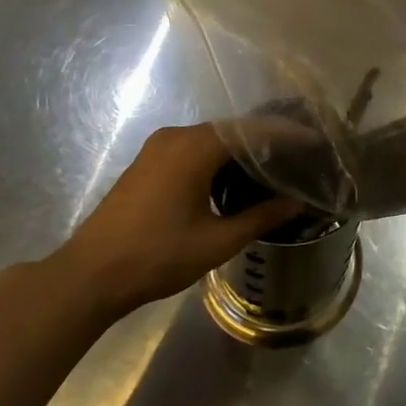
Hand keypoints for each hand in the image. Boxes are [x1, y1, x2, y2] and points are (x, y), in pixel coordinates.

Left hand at [52, 124, 300, 316]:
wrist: (89, 276)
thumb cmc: (156, 256)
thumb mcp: (217, 241)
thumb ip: (261, 216)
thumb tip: (297, 201)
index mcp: (195, 148)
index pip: (253, 130)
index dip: (288, 134)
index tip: (316, 141)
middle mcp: (177, 137)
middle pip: (232, 129)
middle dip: (267, 140)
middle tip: (300, 155)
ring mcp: (158, 148)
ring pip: (212, 139)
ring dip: (242, 150)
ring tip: (275, 166)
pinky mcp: (148, 163)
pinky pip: (194, 148)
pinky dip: (219, 157)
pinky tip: (236, 178)